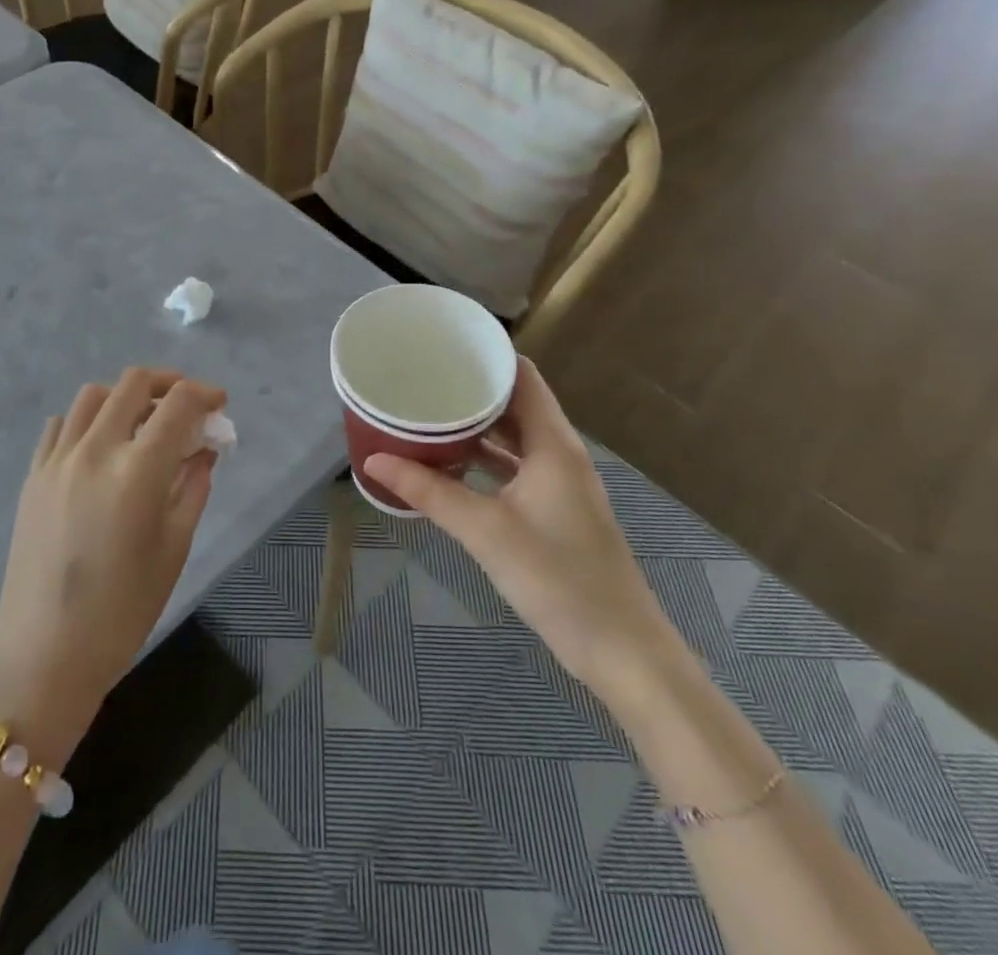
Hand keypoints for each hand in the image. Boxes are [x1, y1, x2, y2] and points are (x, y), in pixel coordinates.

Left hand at [0, 368, 227, 762]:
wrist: (45, 654)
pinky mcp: (33, 475)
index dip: (205, 394)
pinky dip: (86, 421)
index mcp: (137, 471)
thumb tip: (204, 450)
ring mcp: (57, 459)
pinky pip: (61, 425)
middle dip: (168, 383)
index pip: (178, 404)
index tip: (218, 405)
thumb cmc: (123, 610)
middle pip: (134, 382)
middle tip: (185, 406)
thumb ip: (192, 488)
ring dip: (125, 397)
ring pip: (93, 395)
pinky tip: (99, 447)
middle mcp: (95, 450)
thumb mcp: (173, 548)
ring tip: (141, 423)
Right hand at [362, 357, 682, 700]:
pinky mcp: (556, 510)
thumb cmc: (557, 578)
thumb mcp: (485, 531)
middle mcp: (560, 453)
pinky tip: (450, 465)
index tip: (443, 346)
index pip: (522, 375)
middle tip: (423, 377)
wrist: (622, 652)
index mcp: (553, 444)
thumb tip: (375, 460)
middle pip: (516, 403)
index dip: (487, 355)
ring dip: (477, 426)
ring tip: (428, 413)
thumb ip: (429, 493)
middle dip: (472, 389)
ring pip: (515, 437)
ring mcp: (560, 483)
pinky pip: (516, 466)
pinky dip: (486, 459)